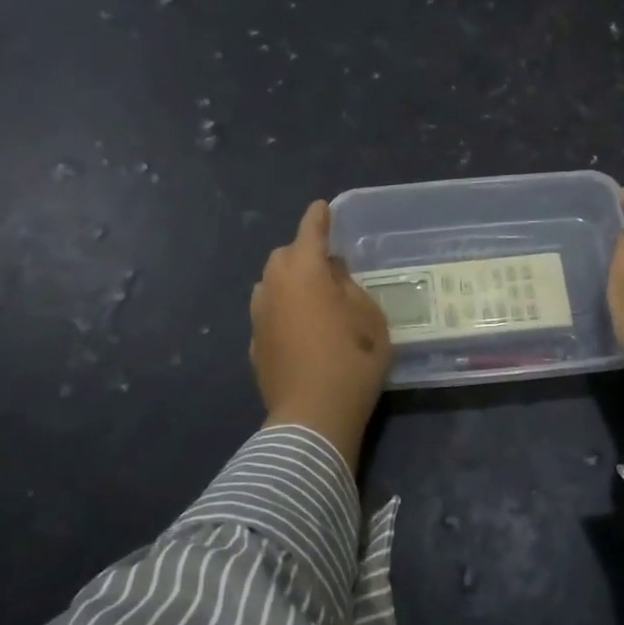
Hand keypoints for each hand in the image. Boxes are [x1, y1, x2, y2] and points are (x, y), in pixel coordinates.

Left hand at [250, 200, 392, 466]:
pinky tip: (300, 330)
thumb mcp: (370, 318)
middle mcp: (274, 287)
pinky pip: (268, 313)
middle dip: (302, 253)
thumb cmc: (351, 360)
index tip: (322, 208)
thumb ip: (351, 287)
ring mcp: (259, 317)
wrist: (313, 416)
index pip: (310, 232)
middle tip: (328, 267)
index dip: (318, 218)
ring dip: (288, 281)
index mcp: (305, 272)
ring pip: (270, 284)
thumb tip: (334, 275)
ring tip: (312, 298)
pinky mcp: (254, 344)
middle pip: (284, 256)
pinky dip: (282, 311)